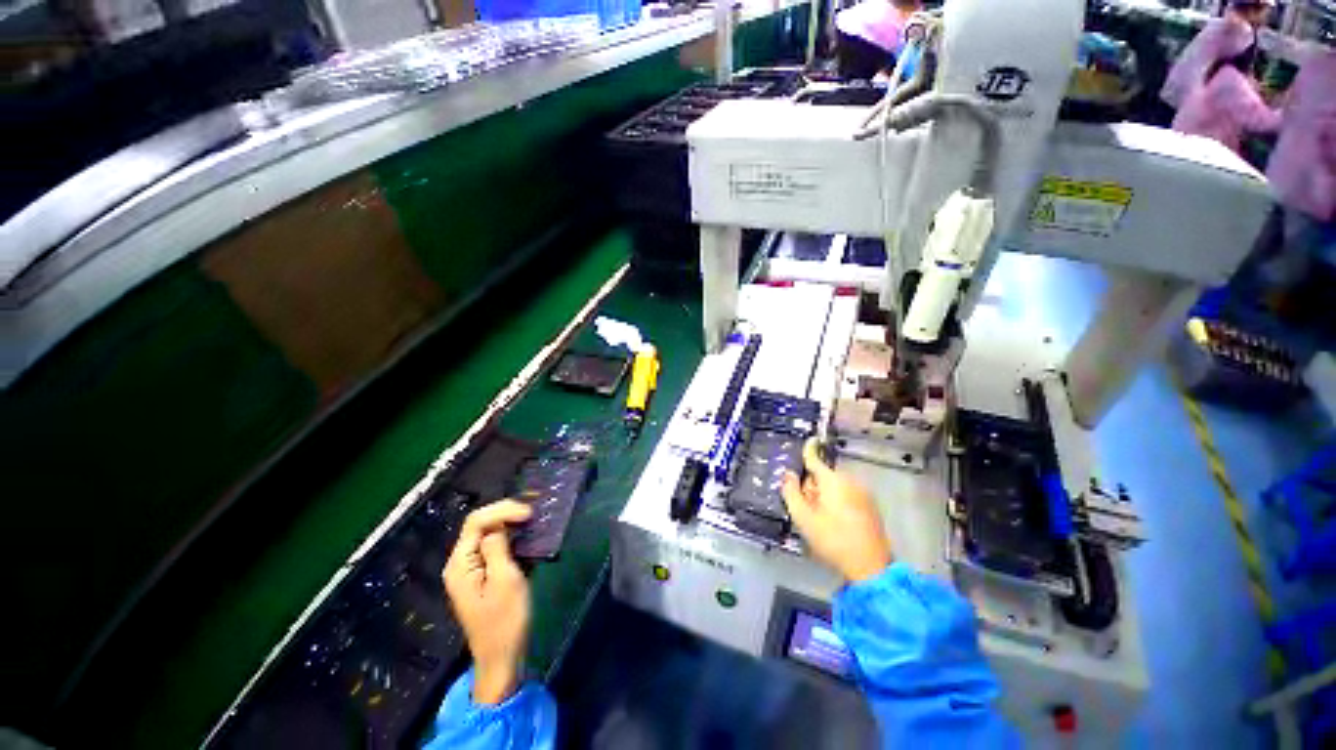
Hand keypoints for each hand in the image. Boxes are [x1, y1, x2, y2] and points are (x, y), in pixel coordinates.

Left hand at [442, 500, 532, 703]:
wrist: (501, 658)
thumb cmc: (505, 620)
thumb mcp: (506, 580)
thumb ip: (498, 548)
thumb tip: (498, 527)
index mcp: (460, 564)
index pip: (476, 521)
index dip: (503, 510)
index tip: (529, 513)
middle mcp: (460, 563)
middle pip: (479, 525)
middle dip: (505, 514)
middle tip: (532, 514)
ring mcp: (469, 571)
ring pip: (486, 534)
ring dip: (508, 524)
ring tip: (532, 521)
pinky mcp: (480, 577)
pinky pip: (492, 548)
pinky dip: (509, 538)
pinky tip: (525, 538)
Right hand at [782, 438, 892, 581]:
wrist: (870, 567)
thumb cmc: (833, 540)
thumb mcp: (803, 518)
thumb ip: (791, 492)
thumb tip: (788, 474)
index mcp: (833, 481)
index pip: (815, 458)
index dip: (809, 448)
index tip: (809, 439)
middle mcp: (850, 481)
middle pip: (824, 475)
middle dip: (812, 485)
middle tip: (806, 506)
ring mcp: (863, 494)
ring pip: (836, 485)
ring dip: (824, 494)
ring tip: (819, 518)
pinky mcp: (870, 506)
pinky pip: (848, 494)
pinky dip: (837, 501)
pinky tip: (835, 522)